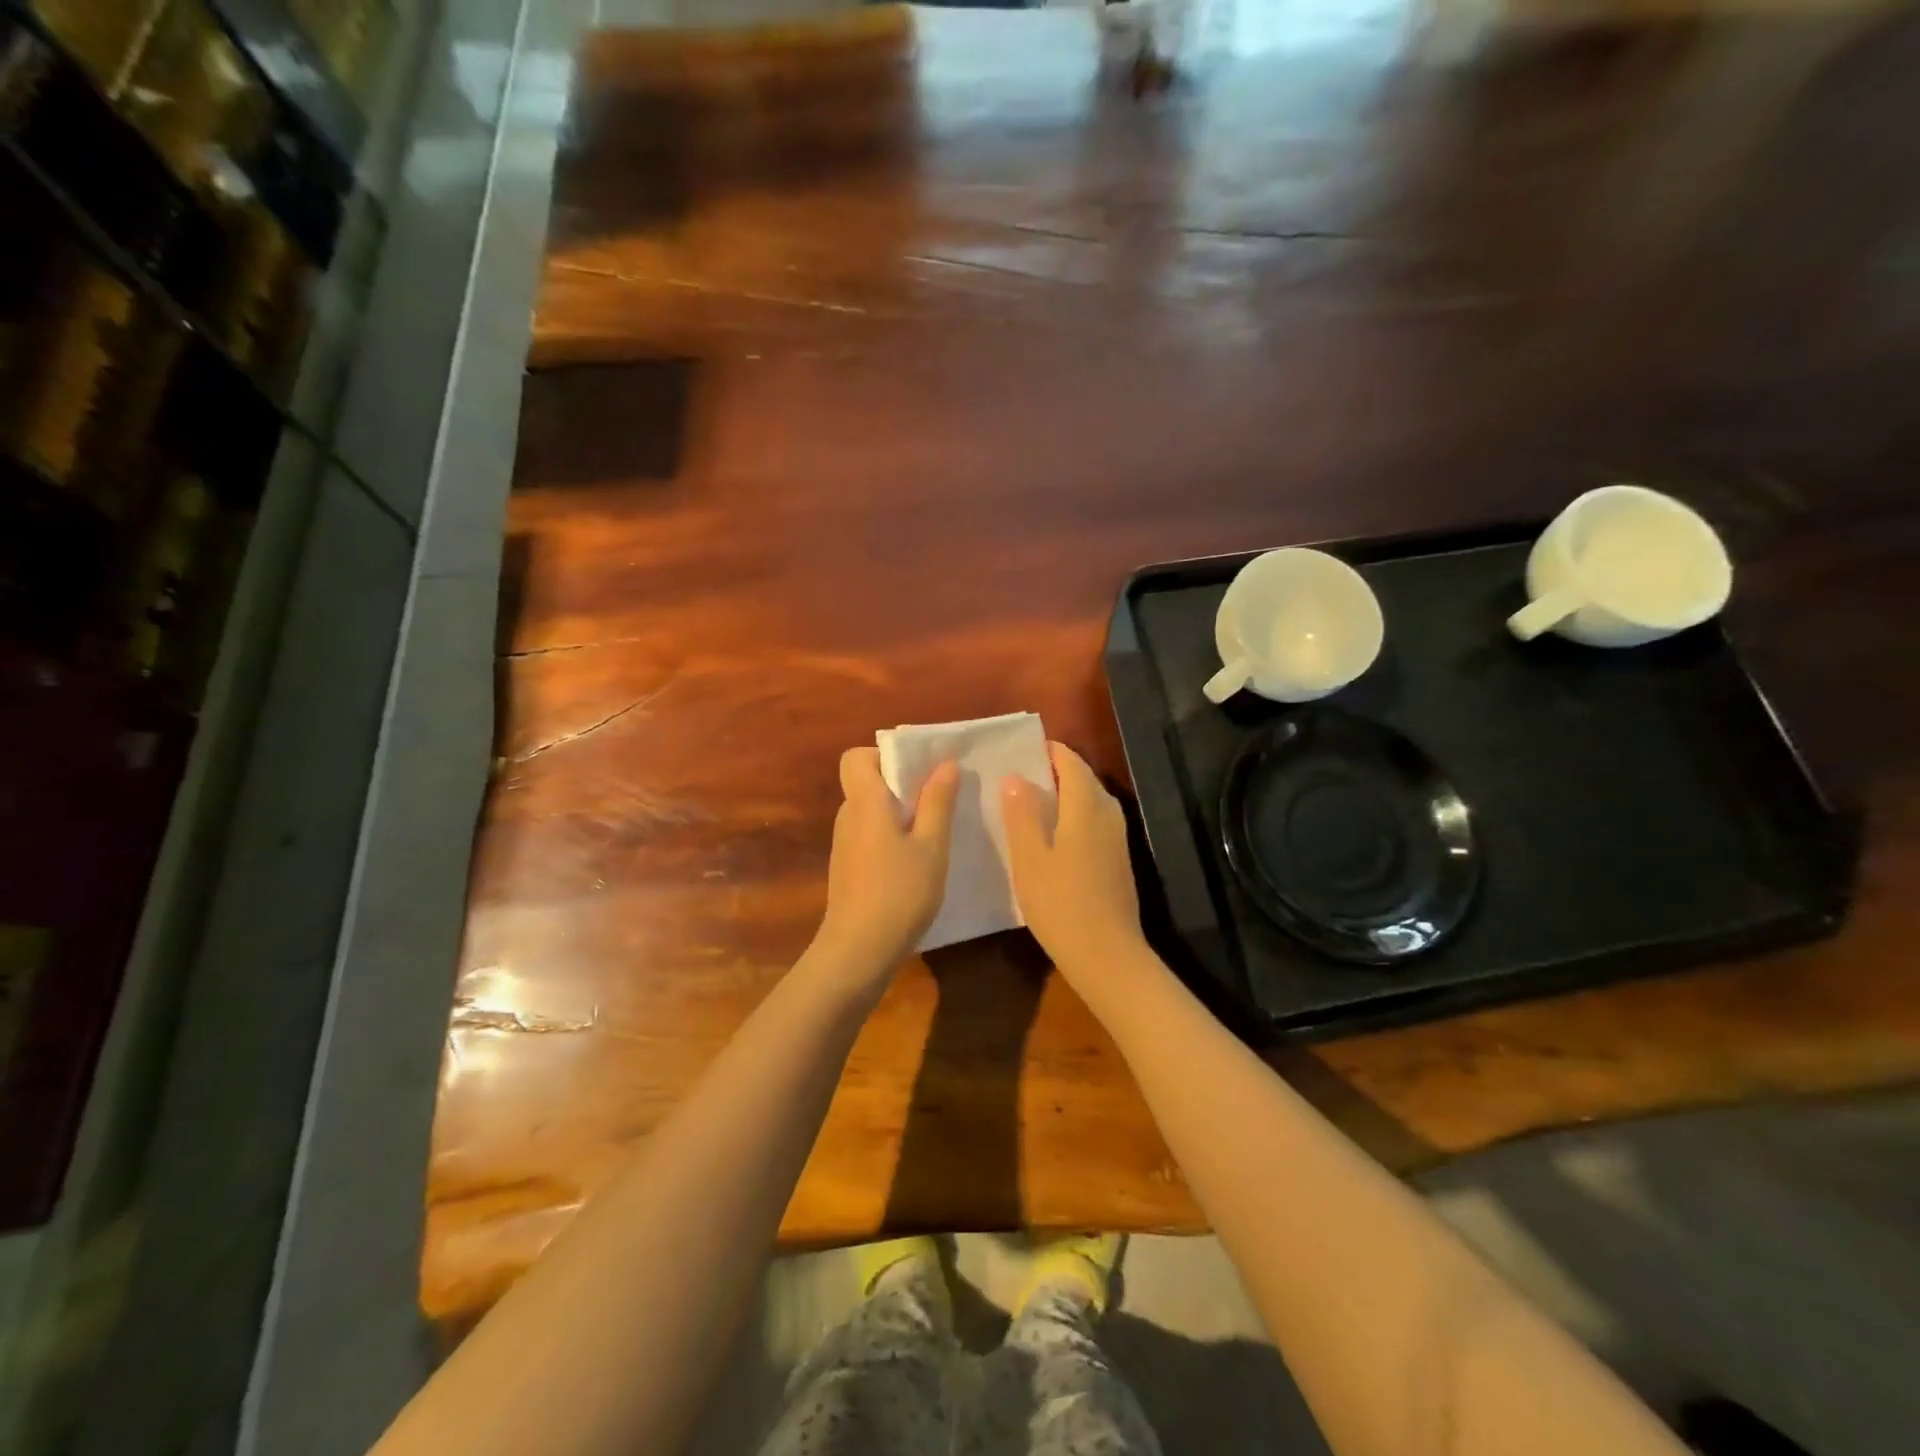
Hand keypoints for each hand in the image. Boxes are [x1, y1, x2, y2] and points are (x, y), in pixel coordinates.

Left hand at [816, 748, 959, 977]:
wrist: (858, 952)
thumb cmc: (899, 893)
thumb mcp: (931, 846)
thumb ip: (938, 802)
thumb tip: (945, 763)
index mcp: (865, 802)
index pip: (855, 757)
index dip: (884, 755)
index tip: (916, 770)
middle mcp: (848, 817)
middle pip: (868, 783)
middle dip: (902, 785)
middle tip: (940, 799)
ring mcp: (845, 845)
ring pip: (872, 812)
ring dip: (901, 814)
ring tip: (936, 832)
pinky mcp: (848, 868)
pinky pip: (871, 836)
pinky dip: (893, 838)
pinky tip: (918, 863)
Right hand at [1001, 742, 1144, 977]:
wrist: (1107, 956)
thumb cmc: (1061, 903)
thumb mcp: (1030, 858)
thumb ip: (1021, 814)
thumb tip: (1016, 777)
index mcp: (1086, 806)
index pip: (1070, 762)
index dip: (1048, 752)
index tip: (1021, 751)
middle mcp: (1108, 814)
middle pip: (1083, 779)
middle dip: (1054, 772)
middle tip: (1018, 777)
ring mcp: (1117, 838)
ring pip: (1090, 802)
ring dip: (1064, 796)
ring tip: (1030, 804)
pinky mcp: (1118, 861)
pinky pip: (1094, 823)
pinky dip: (1073, 817)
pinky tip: (1052, 837)